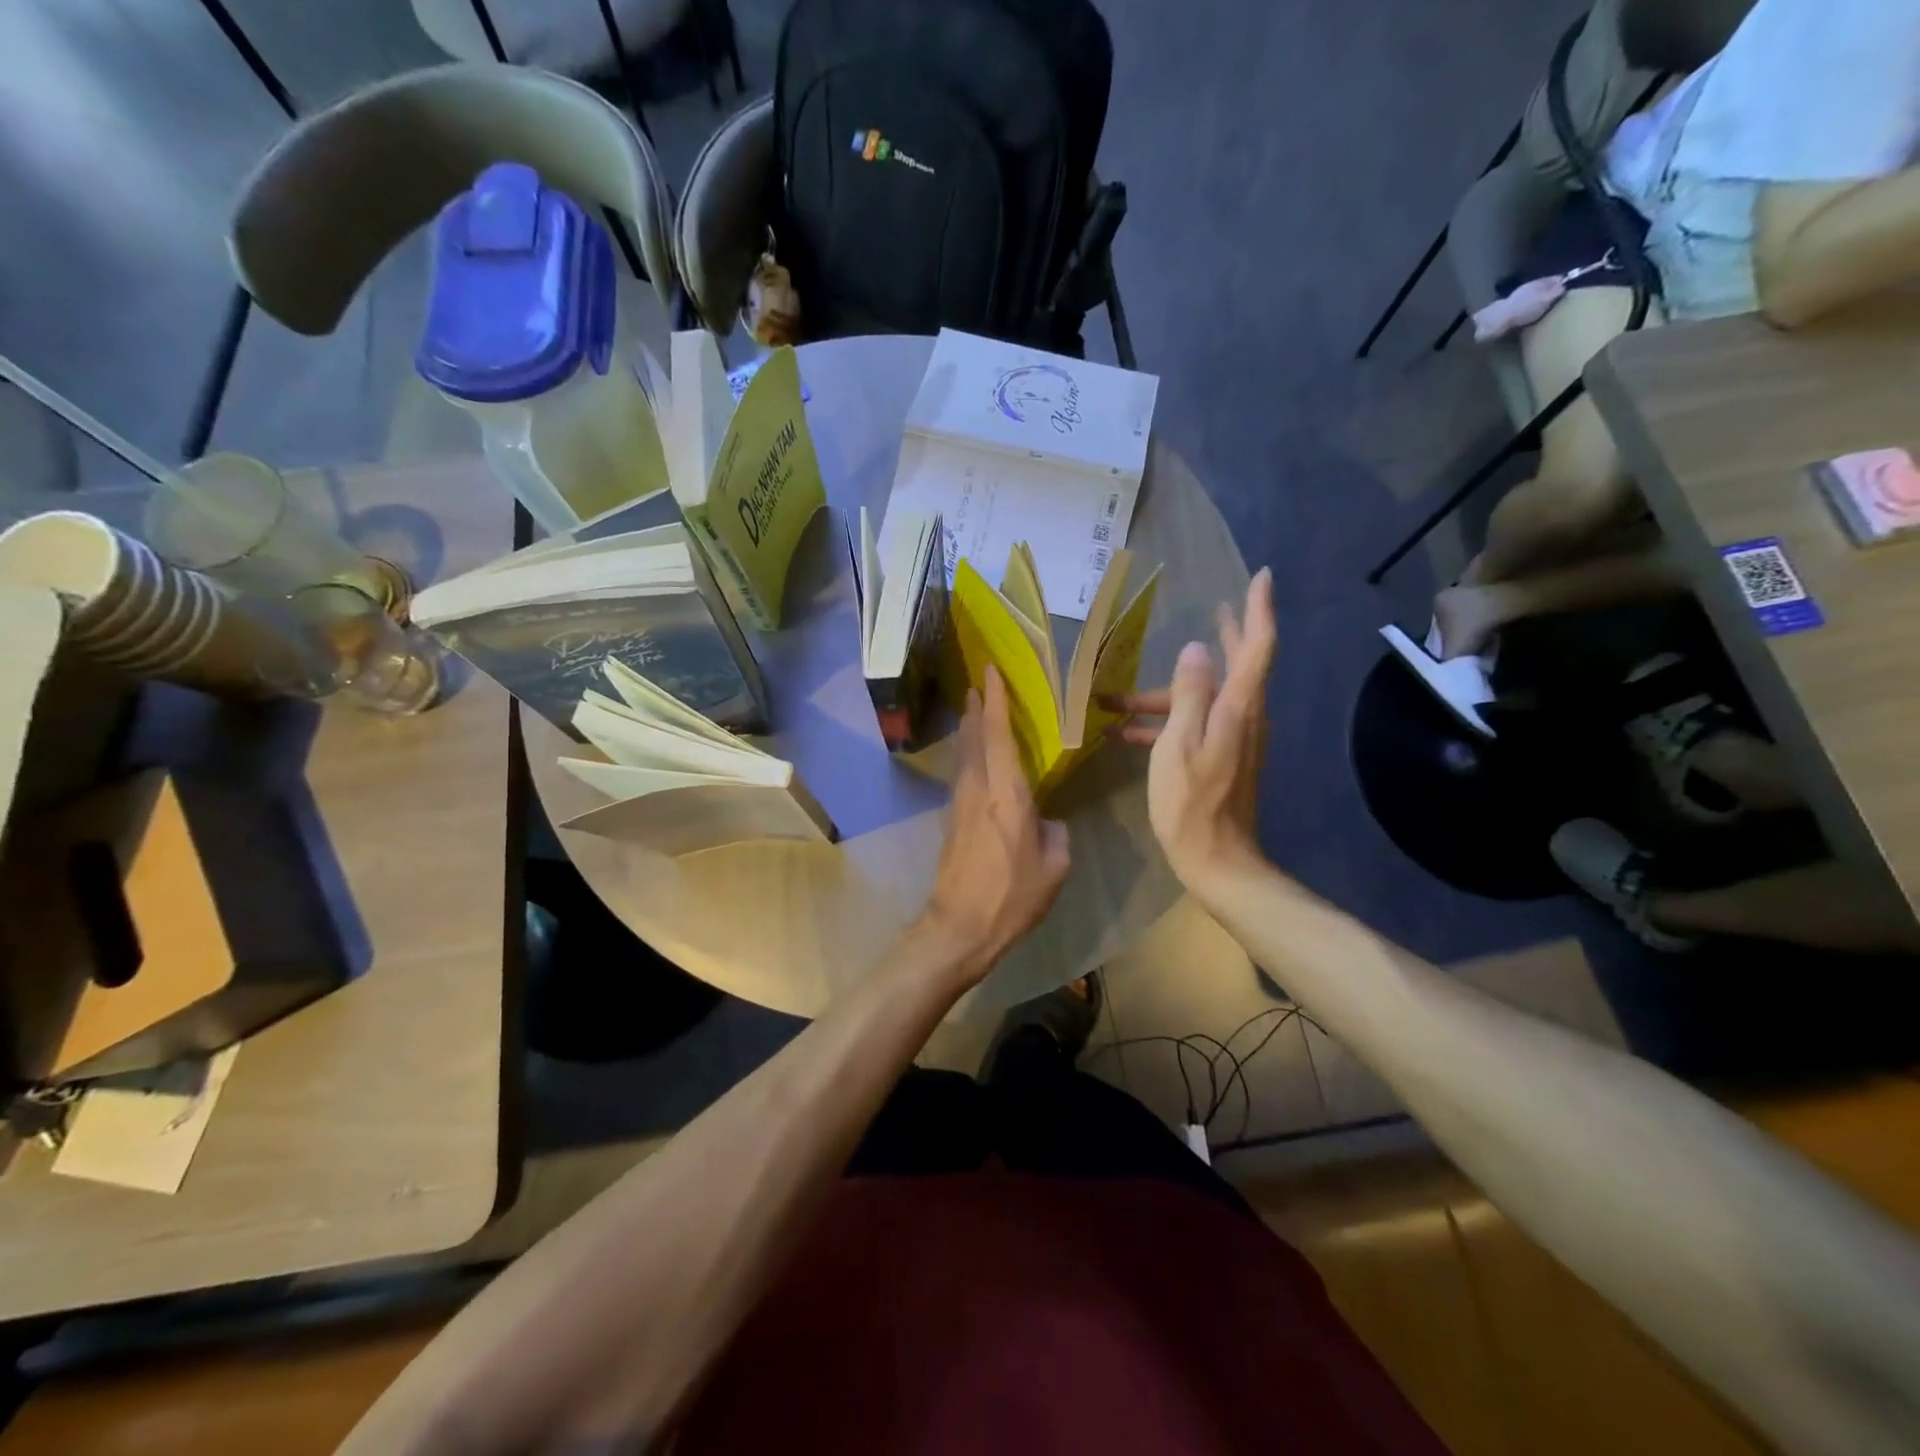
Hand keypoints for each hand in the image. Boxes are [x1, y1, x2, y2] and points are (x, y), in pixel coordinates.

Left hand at [919, 667, 1071, 980]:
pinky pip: (963, 774)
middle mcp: (978, 790)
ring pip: (964, 755)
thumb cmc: (1011, 897)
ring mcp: (960, 804)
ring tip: (974, 707)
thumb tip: (1047, 821)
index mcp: (1007, 795)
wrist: (959, 927)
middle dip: (975, 707)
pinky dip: (969, 753)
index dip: (995, 701)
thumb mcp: (1054, 867)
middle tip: (978, 682)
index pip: (998, 736)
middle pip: (973, 738)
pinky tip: (976, 756)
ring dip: (968, 728)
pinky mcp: (952, 820)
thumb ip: (1055, 833)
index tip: (991, 671)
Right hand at [1102, 569, 1274, 889]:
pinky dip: (1165, 722)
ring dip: (1168, 692)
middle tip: (1217, 608)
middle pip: (1239, 665)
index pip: (1257, 647)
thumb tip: (1195, 649)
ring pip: (1205, 698)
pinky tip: (1125, 733)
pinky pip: (1194, 725)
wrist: (1216, 860)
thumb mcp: (1179, 745)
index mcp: (1237, 708)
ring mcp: (1234, 739)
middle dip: (1228, 635)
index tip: (1260, 576)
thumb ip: (1189, 694)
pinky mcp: (1221, 759)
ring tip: (1118, 695)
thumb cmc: (1191, 802)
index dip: (1258, 609)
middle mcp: (1244, 717)